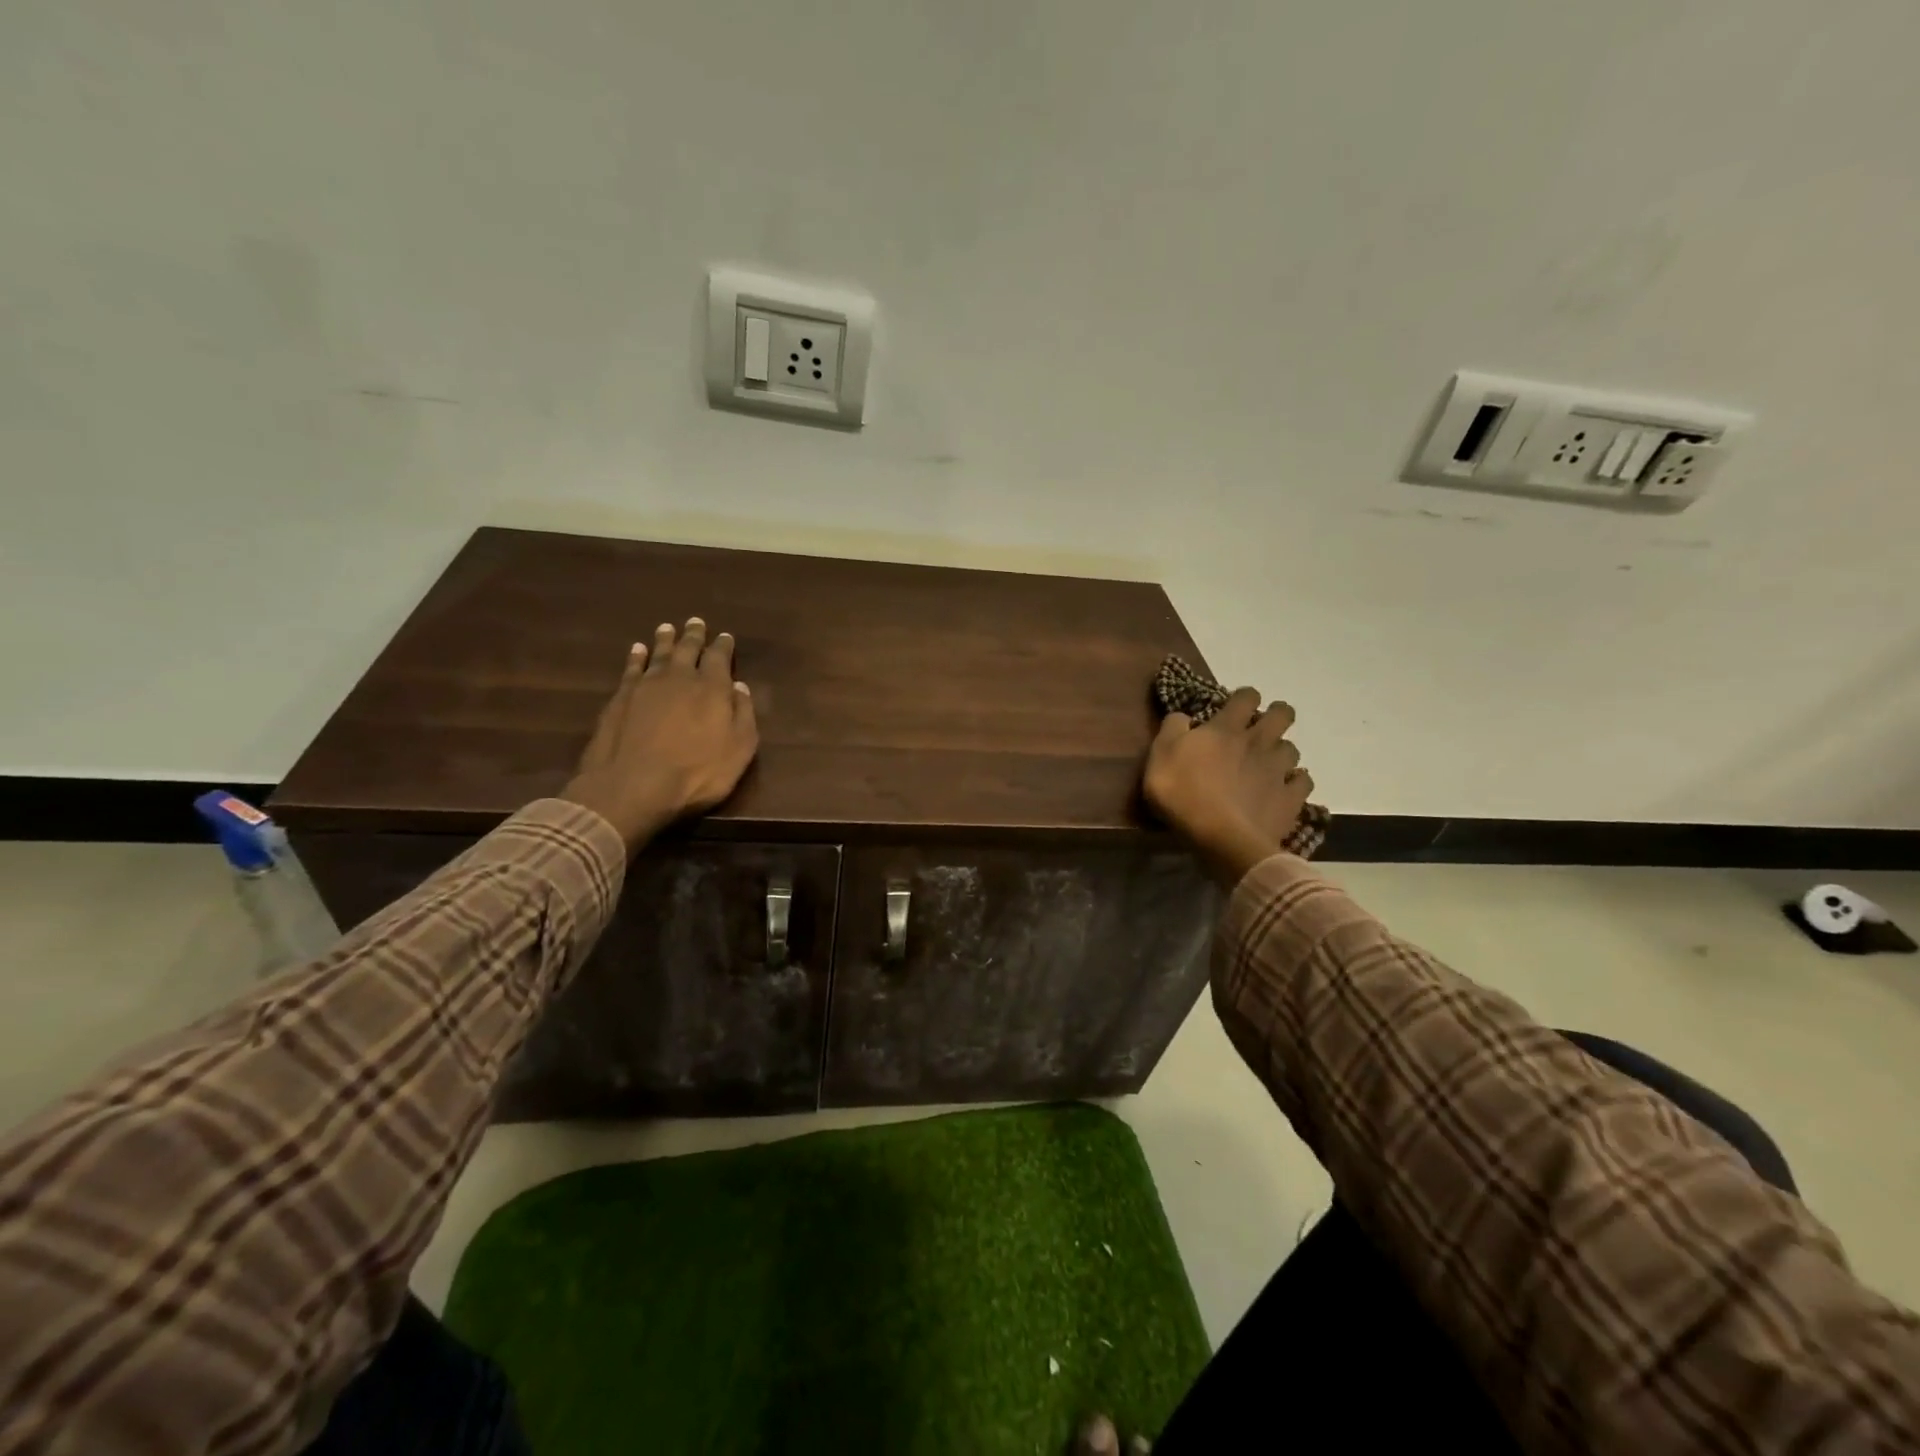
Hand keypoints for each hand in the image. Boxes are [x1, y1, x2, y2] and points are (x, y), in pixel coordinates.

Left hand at [560, 618, 758, 847]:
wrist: (634, 785)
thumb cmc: (697, 772)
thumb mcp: (739, 749)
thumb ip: (743, 714)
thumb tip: (739, 687)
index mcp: (712, 688)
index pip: (719, 658)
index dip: (723, 646)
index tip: (725, 636)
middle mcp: (679, 678)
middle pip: (687, 649)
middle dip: (694, 636)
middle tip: (696, 622)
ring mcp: (646, 686)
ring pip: (658, 654)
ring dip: (665, 640)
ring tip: (668, 628)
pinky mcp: (621, 698)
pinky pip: (631, 668)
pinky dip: (636, 657)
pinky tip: (637, 650)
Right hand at [1143, 687, 1313, 885]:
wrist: (1220, 838)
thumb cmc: (1182, 793)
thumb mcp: (1160, 755)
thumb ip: (1172, 729)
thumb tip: (1183, 715)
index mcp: (1226, 728)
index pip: (1246, 697)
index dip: (1244, 697)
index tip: (1236, 706)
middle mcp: (1258, 742)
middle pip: (1282, 715)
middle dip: (1277, 715)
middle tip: (1263, 727)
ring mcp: (1278, 770)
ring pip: (1292, 749)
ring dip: (1281, 752)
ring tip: (1270, 763)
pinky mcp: (1290, 799)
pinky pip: (1303, 782)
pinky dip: (1295, 783)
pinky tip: (1285, 789)